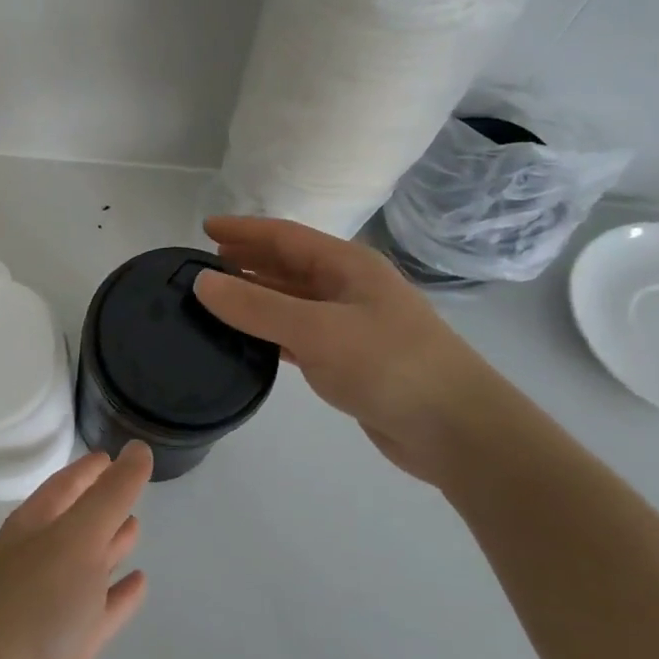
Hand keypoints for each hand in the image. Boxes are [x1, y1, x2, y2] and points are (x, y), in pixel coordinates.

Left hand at [0, 444, 151, 658]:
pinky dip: (118, 595)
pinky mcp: (67, 646)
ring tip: (138, 526)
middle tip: (132, 488)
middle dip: (100, 505)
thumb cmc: (39, 602)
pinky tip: (140, 584)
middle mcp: (38, 559)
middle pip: (74, 523)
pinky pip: (98, 609)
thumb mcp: (79, 536)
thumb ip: (112, 494)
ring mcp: (51, 604)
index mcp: (31, 527)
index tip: (113, 456)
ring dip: (109, 546)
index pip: (63, 486)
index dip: (87, 470)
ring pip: (86, 564)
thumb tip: (138, 449)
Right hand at [193, 215, 506, 485]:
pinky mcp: (349, 360)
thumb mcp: (316, 330)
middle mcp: (349, 288)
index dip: (244, 230)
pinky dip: (270, 331)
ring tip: (216, 299)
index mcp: (347, 266)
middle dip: (248, 260)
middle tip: (204, 263)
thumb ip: (256, 306)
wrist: (456, 430)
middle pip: (289, 265)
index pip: (285, 236)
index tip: (204, 227)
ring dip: (256, 296)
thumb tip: (202, 282)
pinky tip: (247, 339)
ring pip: (292, 300)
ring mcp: (351, 325)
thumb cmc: (389, 365)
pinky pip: (298, 334)